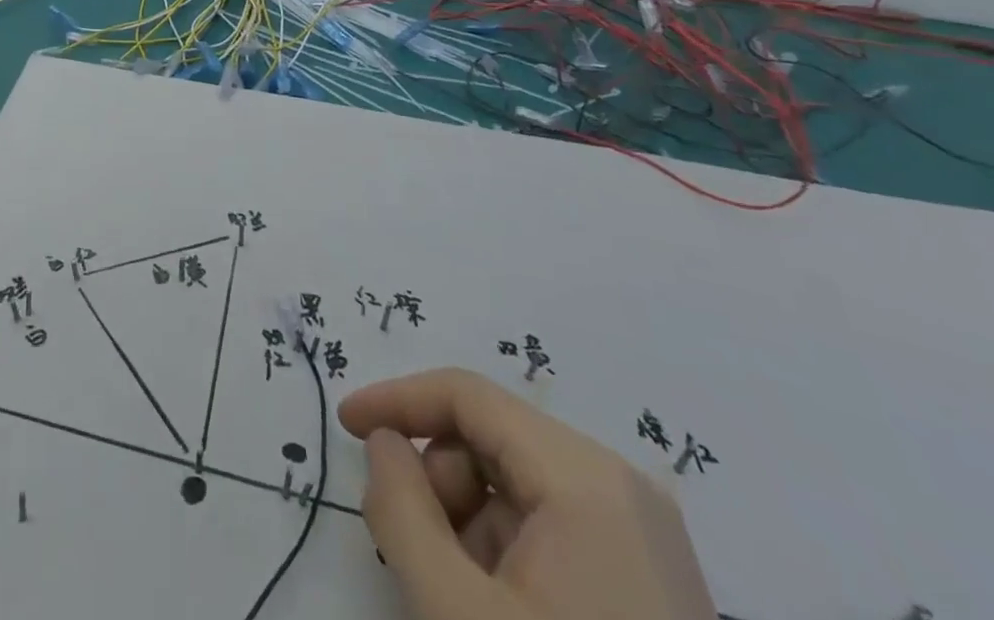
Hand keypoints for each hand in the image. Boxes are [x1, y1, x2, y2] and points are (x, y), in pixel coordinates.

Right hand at [339, 368, 718, 619]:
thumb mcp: (457, 616)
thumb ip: (401, 510)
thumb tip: (385, 444)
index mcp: (585, 479)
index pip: (467, 395)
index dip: (396, 401)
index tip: (344, 427)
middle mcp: (621, 488)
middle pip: (492, 438)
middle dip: (436, 480)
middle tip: (408, 548)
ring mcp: (643, 539)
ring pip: (516, 486)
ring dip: (465, 523)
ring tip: (456, 595)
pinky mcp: (649, 583)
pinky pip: (551, 528)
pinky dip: (503, 552)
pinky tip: (495, 610)